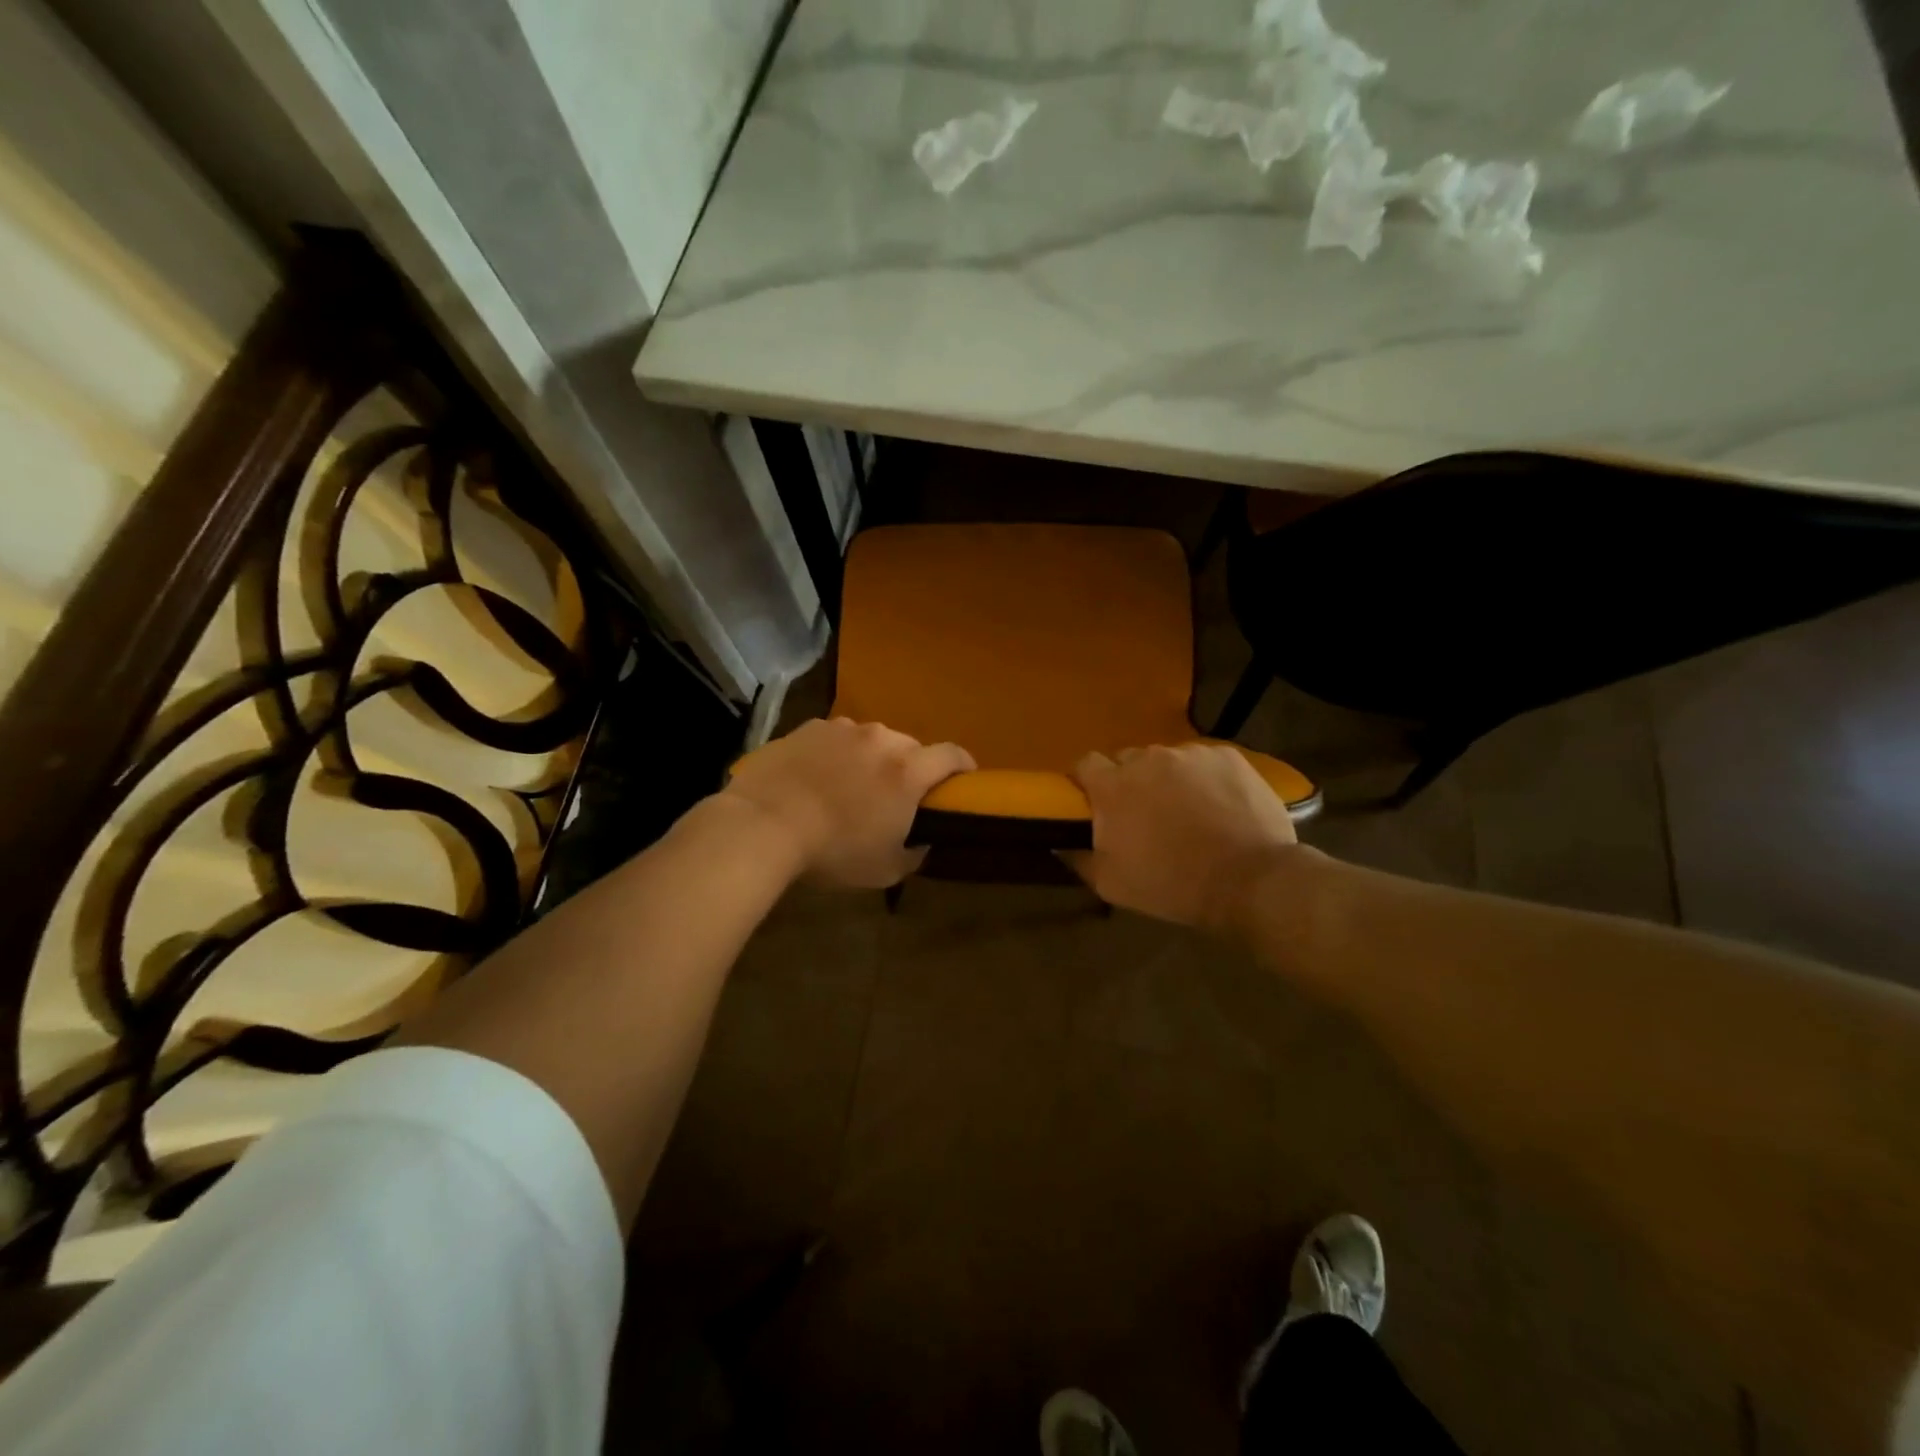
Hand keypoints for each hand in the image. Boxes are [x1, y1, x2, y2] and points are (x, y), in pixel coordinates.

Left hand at [722, 717, 974, 888]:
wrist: (764, 823)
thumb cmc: (833, 851)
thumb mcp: (886, 869)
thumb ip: (914, 852)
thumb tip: (920, 841)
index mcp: (908, 770)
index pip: (952, 755)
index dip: (963, 765)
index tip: (963, 779)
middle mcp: (881, 739)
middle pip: (909, 748)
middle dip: (909, 768)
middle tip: (894, 796)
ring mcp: (842, 728)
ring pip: (870, 740)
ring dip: (870, 759)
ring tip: (848, 786)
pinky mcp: (808, 727)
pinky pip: (835, 738)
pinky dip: (835, 754)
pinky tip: (815, 778)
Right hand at [1064, 744, 1299, 927]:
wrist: (1249, 880)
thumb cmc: (1172, 885)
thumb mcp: (1112, 884)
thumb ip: (1079, 858)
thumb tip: (1060, 845)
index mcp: (1114, 786)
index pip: (1085, 763)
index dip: (1087, 781)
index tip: (1094, 802)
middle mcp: (1148, 759)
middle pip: (1127, 760)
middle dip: (1129, 781)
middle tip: (1144, 813)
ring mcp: (1190, 754)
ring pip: (1167, 760)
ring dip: (1168, 779)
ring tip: (1188, 811)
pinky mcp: (1227, 756)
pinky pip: (1204, 761)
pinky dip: (1204, 778)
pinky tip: (1219, 806)